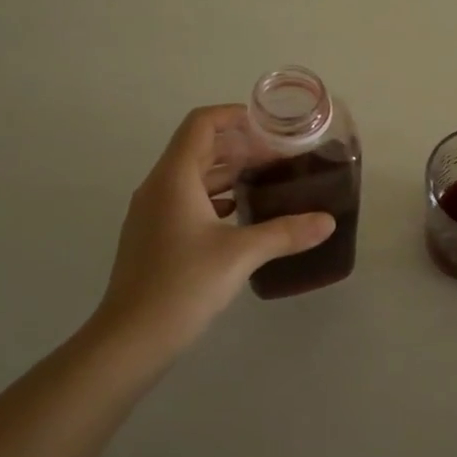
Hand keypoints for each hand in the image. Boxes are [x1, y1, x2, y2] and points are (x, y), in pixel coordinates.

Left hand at [95, 105, 334, 356]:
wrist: (128, 341)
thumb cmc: (182, 285)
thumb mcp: (240, 254)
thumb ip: (286, 232)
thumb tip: (328, 221)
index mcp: (174, 178)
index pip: (201, 123)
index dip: (234, 115)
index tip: (269, 125)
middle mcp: (158, 187)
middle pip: (198, 147)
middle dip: (239, 146)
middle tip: (278, 157)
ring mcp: (152, 213)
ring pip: (192, 175)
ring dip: (228, 172)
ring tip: (266, 181)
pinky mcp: (152, 237)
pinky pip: (186, 200)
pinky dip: (215, 197)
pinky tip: (242, 215)